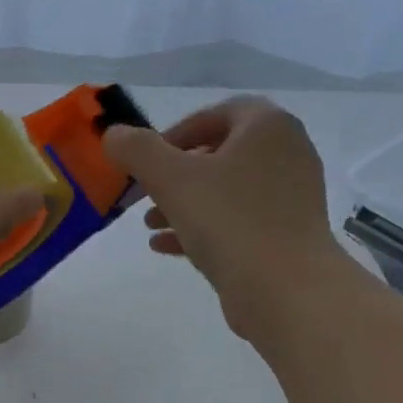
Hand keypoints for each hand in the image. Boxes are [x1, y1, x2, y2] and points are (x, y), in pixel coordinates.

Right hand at [102, 95, 338, 323]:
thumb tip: (113, 135)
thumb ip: (137, 151)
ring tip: (149, 224)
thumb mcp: (171, 179)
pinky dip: (202, 228)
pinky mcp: (285, 235)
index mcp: (267, 127)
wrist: (285, 289)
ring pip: (226, 191)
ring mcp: (290, 198)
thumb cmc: (229, 221)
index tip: (146, 159)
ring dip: (184, 204)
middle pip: (220, 154)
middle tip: (145, 193)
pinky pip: (237, 222)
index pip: (217, 113)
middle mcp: (287, 154)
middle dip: (176, 174)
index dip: (176, 132)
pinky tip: (165, 247)